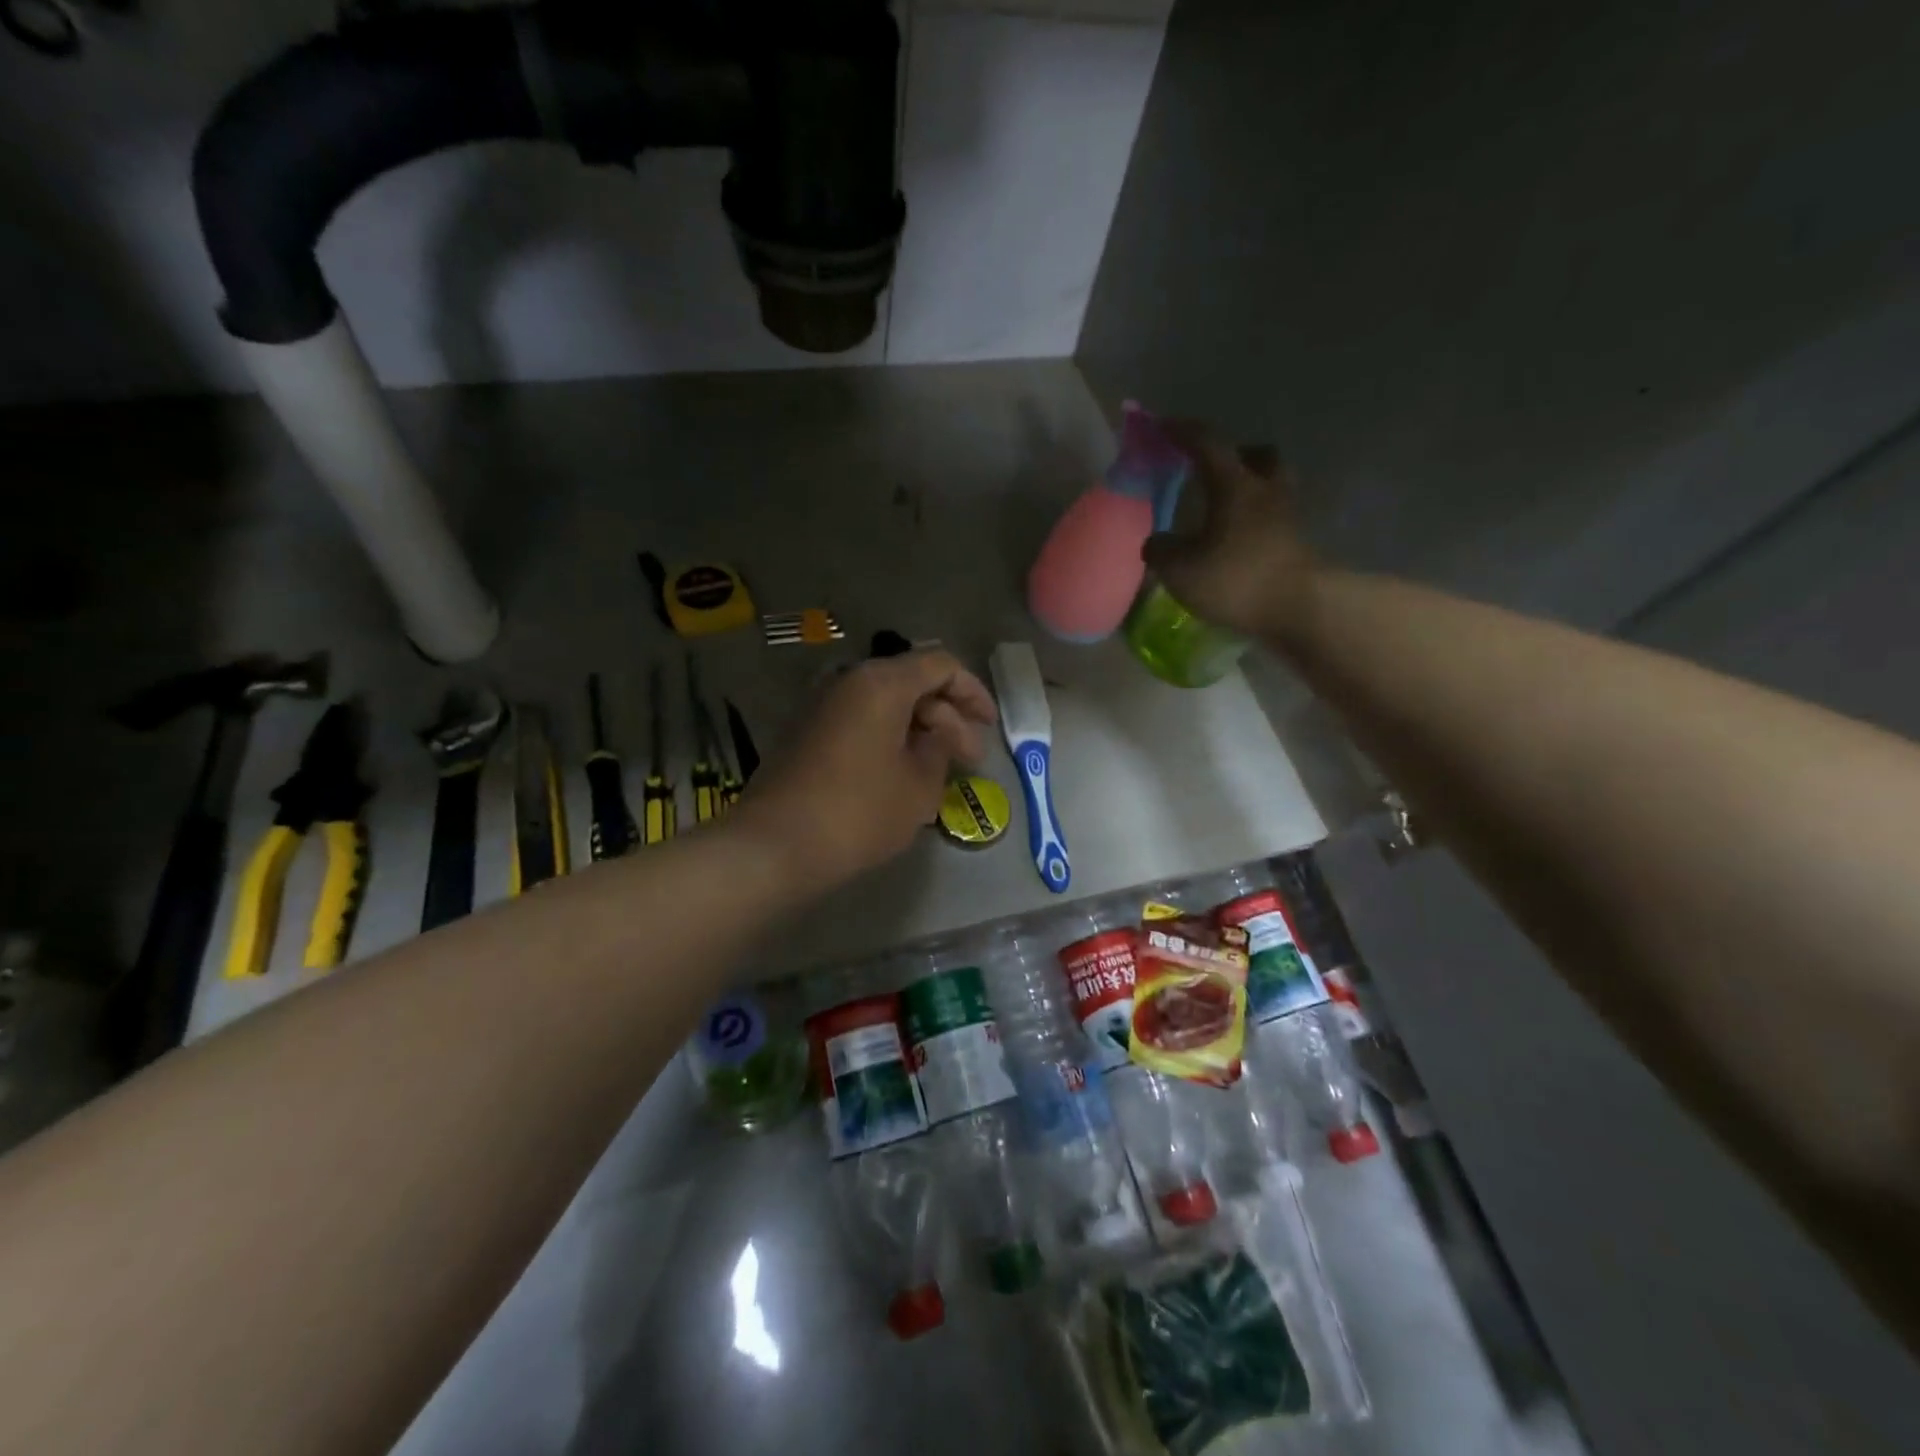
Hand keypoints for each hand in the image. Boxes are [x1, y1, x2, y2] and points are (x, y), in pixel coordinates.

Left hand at [736, 649, 997, 892]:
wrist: (775, 845)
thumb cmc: (859, 811)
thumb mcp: (919, 784)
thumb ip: (941, 747)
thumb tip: (941, 733)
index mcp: (881, 683)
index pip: (940, 665)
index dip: (973, 692)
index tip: (989, 726)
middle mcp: (849, 680)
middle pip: (912, 681)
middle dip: (947, 716)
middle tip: (969, 759)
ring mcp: (822, 705)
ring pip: (885, 703)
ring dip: (918, 728)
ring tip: (939, 769)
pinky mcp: (806, 731)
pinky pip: (861, 720)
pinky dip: (889, 737)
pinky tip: (902, 772)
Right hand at [1142, 426, 1317, 637]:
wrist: (1299, 609)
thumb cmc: (1236, 580)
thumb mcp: (1181, 570)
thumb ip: (1161, 550)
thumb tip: (1155, 542)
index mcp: (1235, 485)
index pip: (1207, 444)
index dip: (1182, 432)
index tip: (1163, 427)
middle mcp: (1265, 490)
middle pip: (1257, 455)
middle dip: (1235, 455)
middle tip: (1211, 468)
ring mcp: (1287, 517)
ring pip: (1271, 485)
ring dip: (1250, 487)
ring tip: (1225, 507)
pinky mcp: (1297, 544)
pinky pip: (1274, 518)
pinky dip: (1256, 520)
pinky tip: (1238, 539)